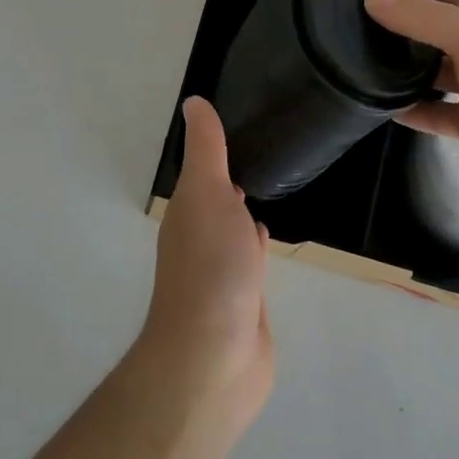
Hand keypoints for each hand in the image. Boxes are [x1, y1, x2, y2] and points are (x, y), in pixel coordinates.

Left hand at [134, 97, 273, 439]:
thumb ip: (206, 148)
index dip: (216, 150)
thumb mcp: (208, 191)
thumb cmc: (210, 265)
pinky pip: (250, 263)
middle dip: (231, 179)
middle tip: (262, 150)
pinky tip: (268, 237)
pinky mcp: (243, 303)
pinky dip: (257, 246)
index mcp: (188, 211)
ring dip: (243, 212)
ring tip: (269, 185)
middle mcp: (199, 237)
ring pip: (233, 230)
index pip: (203, 171)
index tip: (242, 123)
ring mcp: (220, 273)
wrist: (215, 358)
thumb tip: (194, 100)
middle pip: (216, 199)